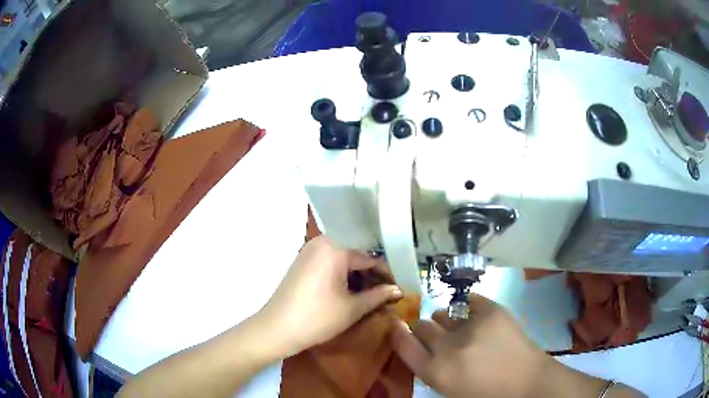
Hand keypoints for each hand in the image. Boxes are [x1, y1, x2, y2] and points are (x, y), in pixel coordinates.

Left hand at [257, 236, 402, 357]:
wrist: (277, 329)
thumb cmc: (318, 318)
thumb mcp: (353, 308)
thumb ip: (379, 295)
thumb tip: (399, 290)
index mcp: (335, 247)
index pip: (370, 258)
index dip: (388, 274)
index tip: (400, 286)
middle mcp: (322, 242)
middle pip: (356, 254)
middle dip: (372, 273)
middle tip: (388, 290)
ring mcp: (309, 251)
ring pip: (343, 258)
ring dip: (358, 274)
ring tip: (373, 292)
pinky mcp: (302, 262)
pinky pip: (330, 262)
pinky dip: (343, 274)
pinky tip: (352, 290)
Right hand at [391, 293, 550, 397]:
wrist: (526, 381)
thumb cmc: (485, 391)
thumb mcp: (449, 388)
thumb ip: (430, 366)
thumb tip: (419, 342)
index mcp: (436, 372)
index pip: (404, 344)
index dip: (398, 332)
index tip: (397, 324)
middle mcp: (448, 348)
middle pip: (422, 325)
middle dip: (425, 329)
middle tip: (439, 334)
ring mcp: (471, 326)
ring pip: (443, 312)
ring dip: (447, 320)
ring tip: (462, 328)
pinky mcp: (492, 311)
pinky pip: (469, 300)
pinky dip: (470, 308)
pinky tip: (477, 317)